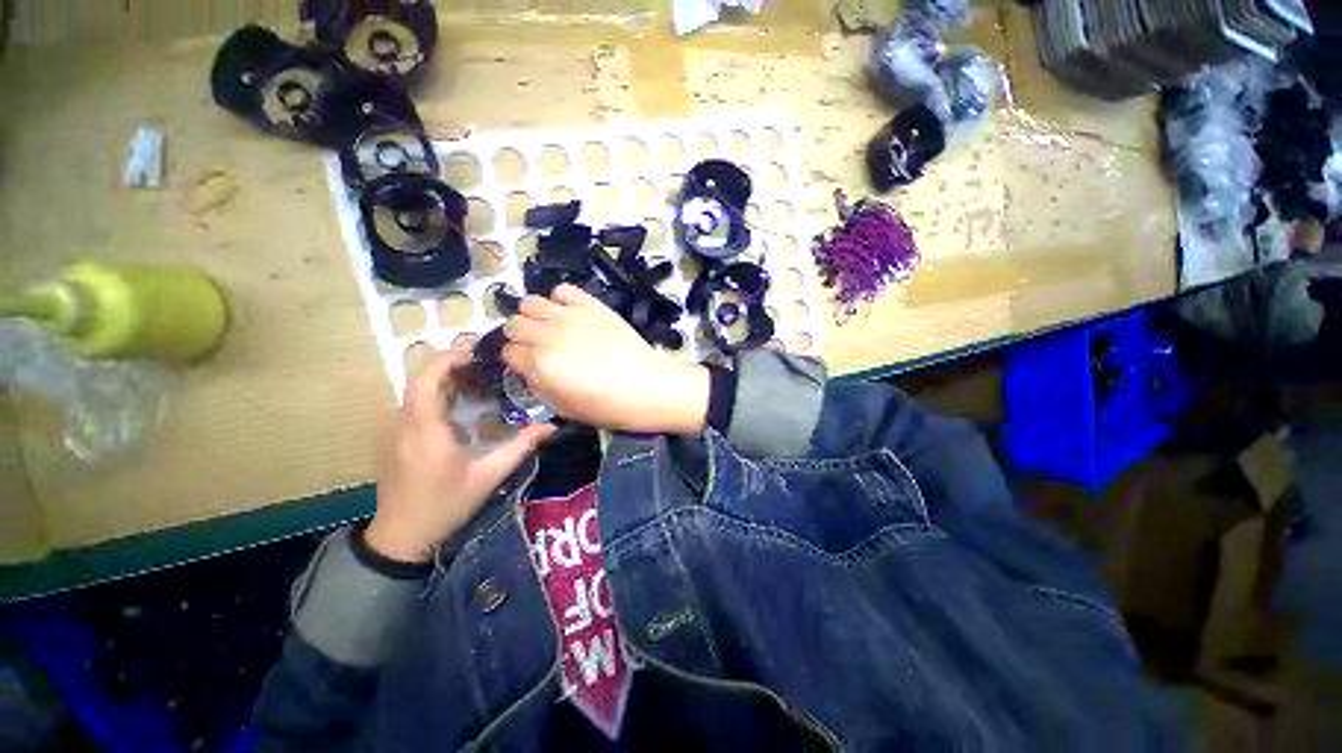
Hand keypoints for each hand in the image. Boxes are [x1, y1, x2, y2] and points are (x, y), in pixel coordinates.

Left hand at [366, 348, 554, 563]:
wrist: (402, 536)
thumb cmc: (446, 505)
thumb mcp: (489, 476)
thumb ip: (520, 447)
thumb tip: (551, 426)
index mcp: (424, 428)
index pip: (427, 378)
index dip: (450, 358)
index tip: (479, 354)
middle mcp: (403, 421)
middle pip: (422, 377)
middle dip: (453, 363)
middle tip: (487, 363)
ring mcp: (395, 428)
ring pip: (418, 388)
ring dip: (447, 377)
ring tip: (480, 378)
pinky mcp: (395, 436)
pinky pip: (415, 402)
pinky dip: (439, 393)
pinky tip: (463, 403)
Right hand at [503, 284, 710, 434]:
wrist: (650, 386)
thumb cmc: (610, 406)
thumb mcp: (566, 409)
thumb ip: (540, 387)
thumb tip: (531, 371)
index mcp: (540, 365)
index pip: (509, 353)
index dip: (516, 360)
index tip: (526, 364)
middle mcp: (548, 335)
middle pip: (515, 324)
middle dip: (521, 336)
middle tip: (537, 346)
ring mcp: (570, 316)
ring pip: (531, 302)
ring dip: (534, 315)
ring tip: (550, 327)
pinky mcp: (591, 305)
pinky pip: (563, 290)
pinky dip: (560, 299)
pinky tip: (570, 313)